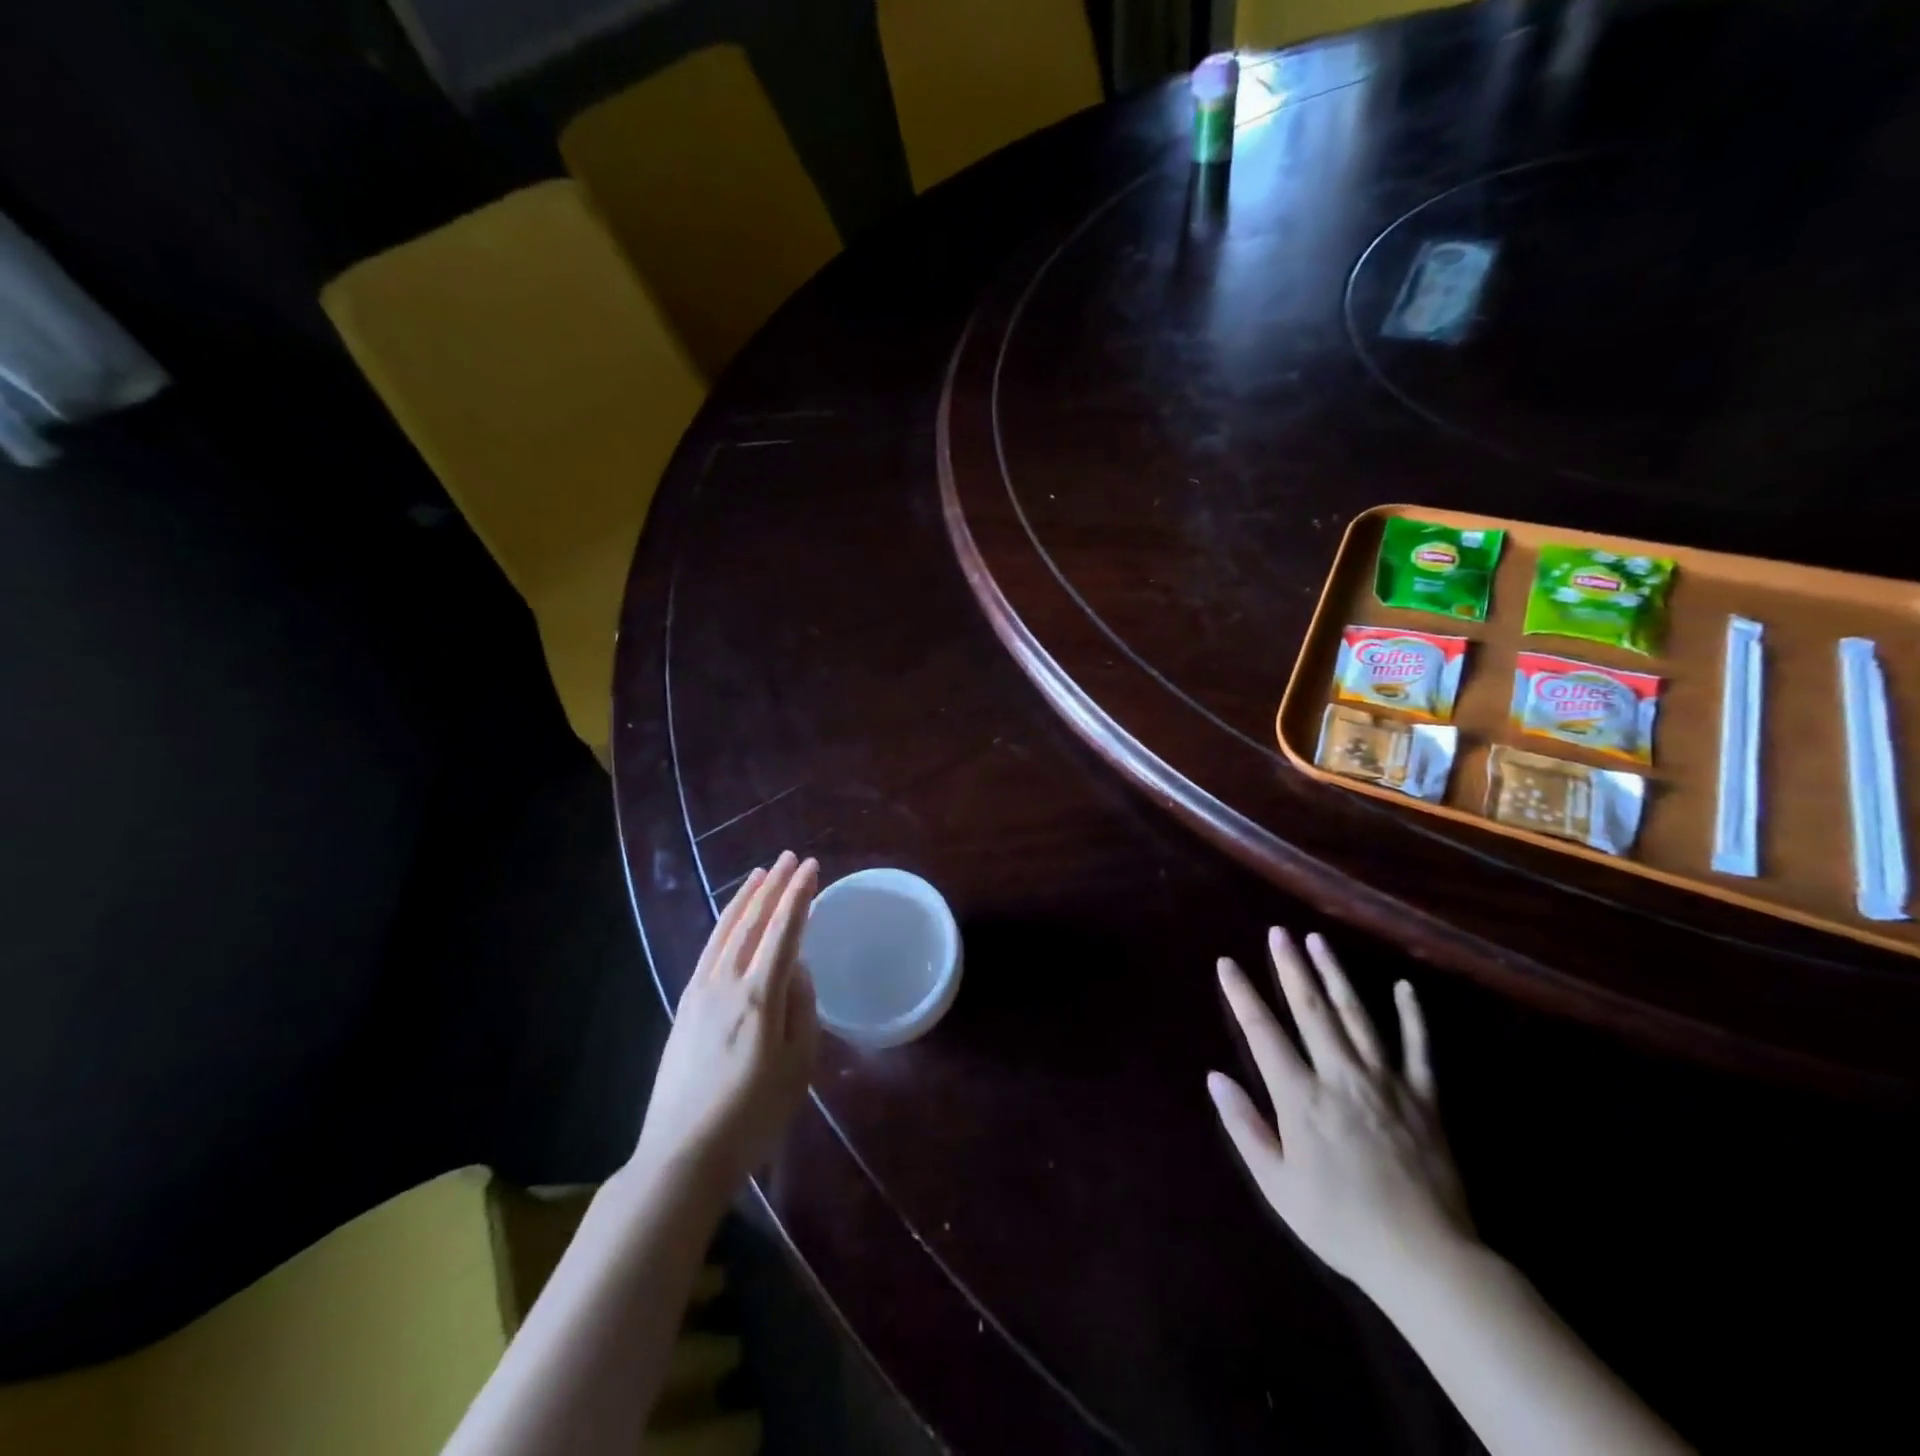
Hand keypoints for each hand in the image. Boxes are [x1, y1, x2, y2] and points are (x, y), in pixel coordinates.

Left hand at [632, 853, 821, 1196]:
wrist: (682, 1154)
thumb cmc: (753, 1115)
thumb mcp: (798, 1066)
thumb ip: (802, 1008)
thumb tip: (797, 968)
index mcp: (760, 995)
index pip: (784, 930)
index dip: (799, 896)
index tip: (811, 868)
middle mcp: (727, 982)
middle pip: (752, 922)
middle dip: (773, 886)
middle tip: (789, 858)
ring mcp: (700, 992)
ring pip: (725, 931)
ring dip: (745, 898)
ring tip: (760, 874)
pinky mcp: (684, 1006)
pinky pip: (708, 950)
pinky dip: (723, 925)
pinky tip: (730, 920)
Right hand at [1209, 928, 1473, 1297]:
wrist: (1427, 1259)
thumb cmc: (1341, 1223)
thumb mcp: (1277, 1185)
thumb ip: (1244, 1126)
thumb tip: (1214, 1076)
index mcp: (1301, 1097)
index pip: (1263, 1032)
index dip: (1242, 995)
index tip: (1227, 963)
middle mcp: (1340, 1076)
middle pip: (1311, 1010)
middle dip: (1290, 967)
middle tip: (1278, 933)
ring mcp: (1386, 1082)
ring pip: (1356, 1016)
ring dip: (1335, 975)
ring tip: (1319, 941)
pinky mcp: (1425, 1098)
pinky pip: (1419, 1048)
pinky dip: (1412, 1016)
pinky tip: (1404, 987)